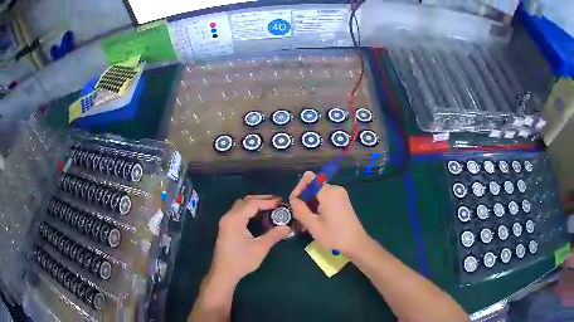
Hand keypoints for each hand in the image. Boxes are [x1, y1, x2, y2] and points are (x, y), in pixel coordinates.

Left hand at [209, 196, 291, 285]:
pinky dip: (249, 210)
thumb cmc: (241, 261)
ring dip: (255, 204)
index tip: (281, 202)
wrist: (224, 273)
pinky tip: (259, 216)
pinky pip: (238, 212)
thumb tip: (288, 228)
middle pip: (245, 201)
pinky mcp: (226, 227)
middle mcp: (228, 216)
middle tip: (277, 203)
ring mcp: (226, 221)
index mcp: (235, 219)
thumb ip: (274, 235)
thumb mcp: (260, 248)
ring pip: (241, 206)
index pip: (252, 204)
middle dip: (262, 200)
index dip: (268, 201)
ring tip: (270, 207)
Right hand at [289, 171, 369, 256]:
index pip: (309, 178)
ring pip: (318, 194)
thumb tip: (293, 200)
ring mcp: (340, 195)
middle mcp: (335, 189)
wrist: (356, 244)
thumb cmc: (334, 236)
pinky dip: (317, 207)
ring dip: (310, 206)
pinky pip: (325, 199)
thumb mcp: (313, 225)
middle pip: (313, 187)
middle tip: (298, 218)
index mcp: (329, 192)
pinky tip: (314, 222)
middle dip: (304, 200)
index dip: (299, 188)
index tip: (294, 204)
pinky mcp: (342, 202)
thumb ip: (300, 210)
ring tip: (305, 224)